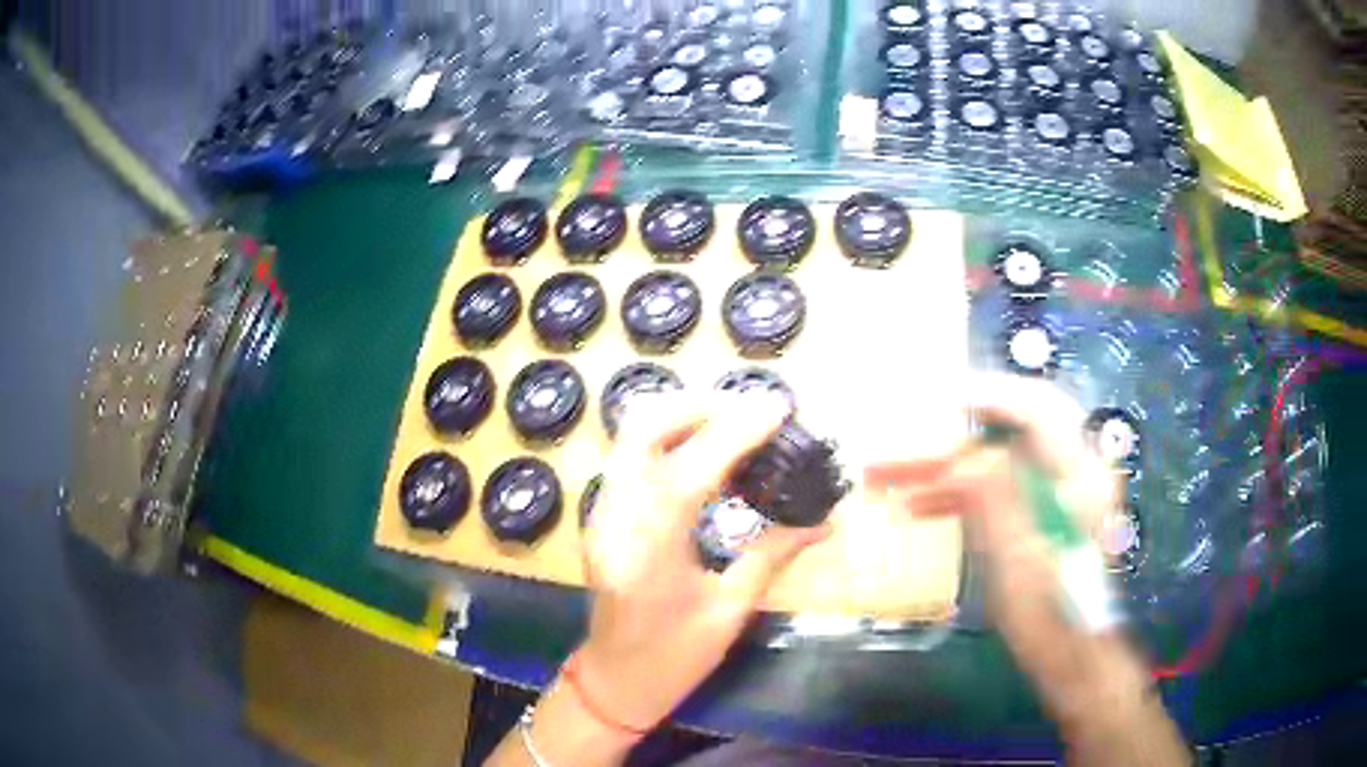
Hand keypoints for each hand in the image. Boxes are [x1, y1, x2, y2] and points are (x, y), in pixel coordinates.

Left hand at [576, 391, 829, 730]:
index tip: (778, 408)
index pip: (687, 473)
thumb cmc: (673, 659)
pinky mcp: (602, 513)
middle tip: (754, 411)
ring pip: (632, 434)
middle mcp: (613, 520)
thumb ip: (772, 556)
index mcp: (647, 554)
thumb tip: (823, 520)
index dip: (734, 432)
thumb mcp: (730, 612)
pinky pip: (632, 453)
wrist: (614, 680)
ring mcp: (601, 512)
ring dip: (684, 414)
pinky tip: (707, 451)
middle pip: (642, 429)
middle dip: (700, 405)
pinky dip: (669, 435)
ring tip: (737, 423)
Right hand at [868, 372, 1117, 679]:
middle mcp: (1072, 472)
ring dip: (947, 464)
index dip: (991, 394)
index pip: (1038, 409)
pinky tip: (919, 503)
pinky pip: (995, 488)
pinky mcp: (1038, 512)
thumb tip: (968, 455)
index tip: (941, 396)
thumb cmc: (1050, 614)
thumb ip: (999, 502)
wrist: (1069, 653)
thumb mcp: (1020, 562)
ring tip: (894, 472)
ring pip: (996, 459)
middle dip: (958, 428)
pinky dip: (959, 491)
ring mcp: (1054, 492)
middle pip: (1014, 428)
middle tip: (910, 426)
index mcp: (1079, 475)